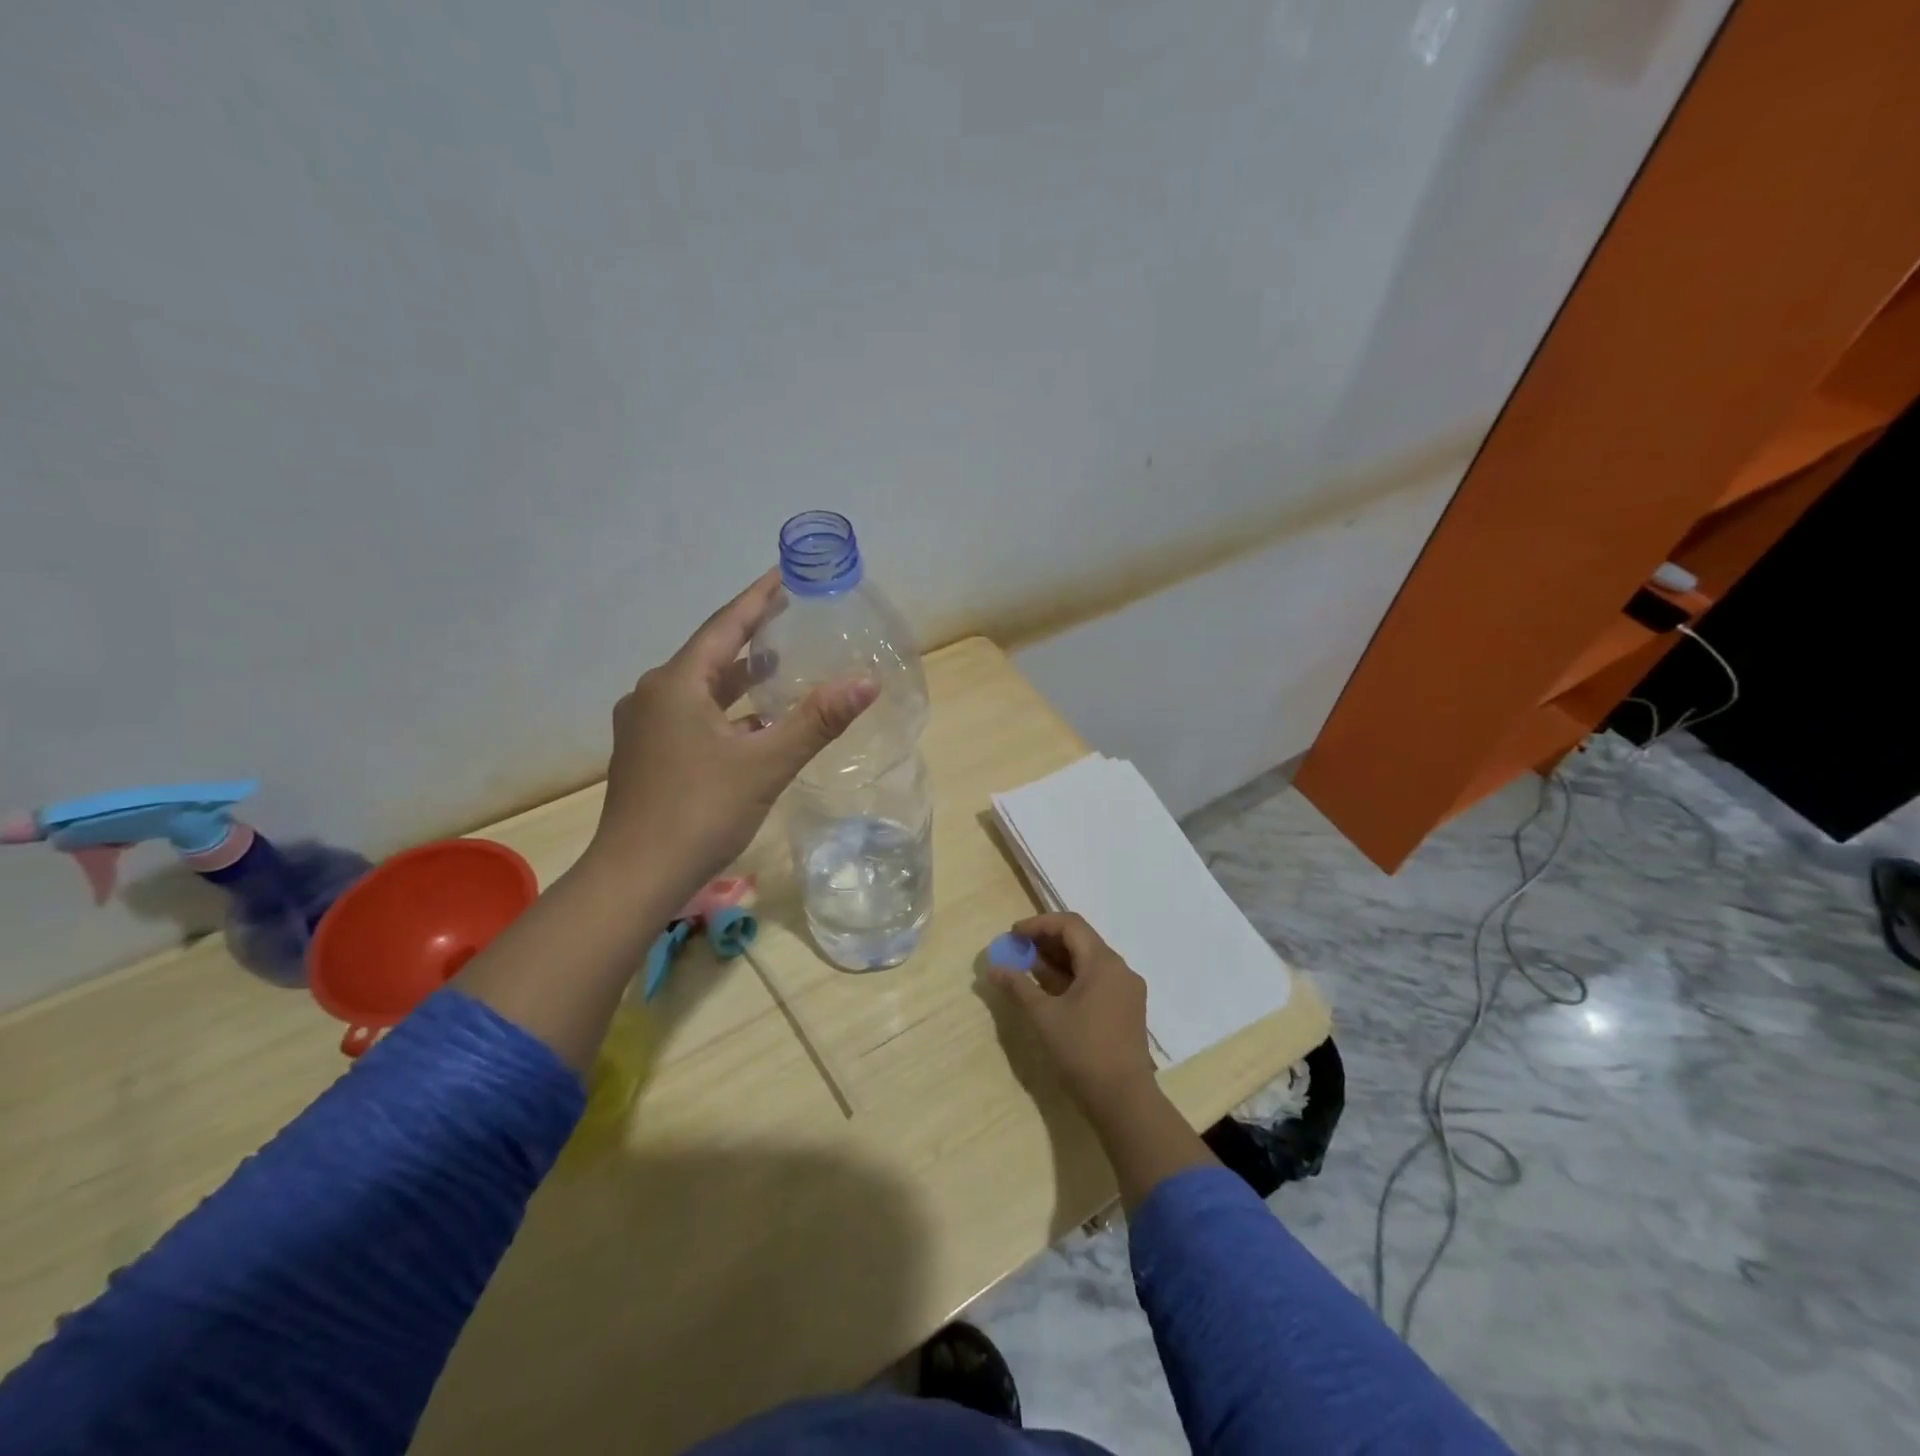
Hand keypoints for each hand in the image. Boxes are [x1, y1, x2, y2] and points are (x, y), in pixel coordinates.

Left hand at [588, 571, 876, 906]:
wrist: (634, 877)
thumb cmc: (699, 812)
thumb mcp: (765, 764)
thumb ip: (817, 721)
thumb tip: (867, 681)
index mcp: (676, 684)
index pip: (724, 626)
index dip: (757, 599)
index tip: (783, 574)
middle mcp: (653, 695)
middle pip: (710, 655)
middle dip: (750, 637)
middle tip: (789, 618)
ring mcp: (645, 727)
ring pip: (701, 690)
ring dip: (739, 679)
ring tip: (778, 666)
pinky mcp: (648, 755)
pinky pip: (694, 717)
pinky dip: (727, 713)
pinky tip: (756, 726)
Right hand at [987, 911, 1157, 1112]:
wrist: (1123, 1100)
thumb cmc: (1082, 1051)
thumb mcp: (1044, 1016)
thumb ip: (1018, 986)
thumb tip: (994, 968)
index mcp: (1103, 962)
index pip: (1070, 924)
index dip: (1039, 924)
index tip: (1013, 935)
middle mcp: (1120, 969)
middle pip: (1081, 940)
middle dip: (1046, 942)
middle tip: (1017, 951)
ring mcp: (1126, 990)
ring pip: (1089, 961)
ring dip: (1058, 961)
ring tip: (1028, 970)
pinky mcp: (1126, 1009)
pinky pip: (1097, 980)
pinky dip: (1072, 978)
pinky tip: (1050, 991)